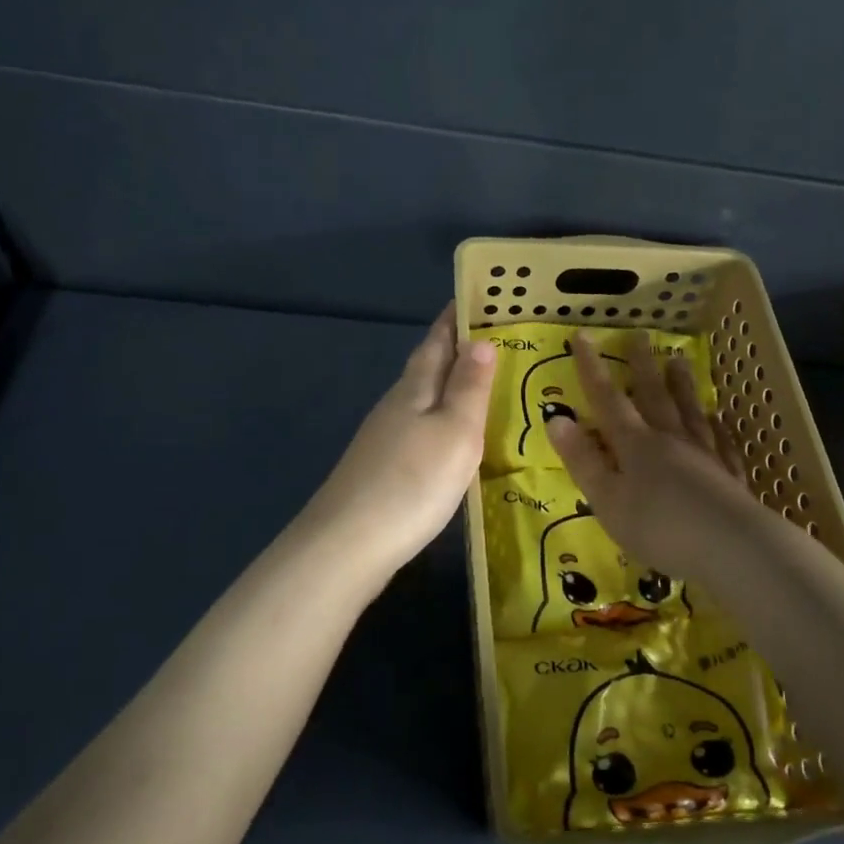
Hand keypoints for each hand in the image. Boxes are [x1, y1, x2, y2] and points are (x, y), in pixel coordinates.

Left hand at [304, 304, 495, 578]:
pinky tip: (452, 439)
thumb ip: (469, 387)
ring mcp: (384, 439)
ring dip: (449, 387)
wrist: (348, 545)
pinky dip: (440, 422)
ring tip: (483, 385)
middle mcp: (395, 405)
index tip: (478, 297)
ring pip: (421, 399)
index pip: (437, 340)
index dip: (456, 318)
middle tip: (495, 339)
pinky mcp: (382, 469)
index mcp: (414, 388)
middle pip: (427, 367)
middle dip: (456, 349)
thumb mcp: (455, 431)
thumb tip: (480, 340)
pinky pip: (418, 430)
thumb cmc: (412, 481)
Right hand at [545, 332, 762, 581]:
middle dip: (642, 365)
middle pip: (654, 395)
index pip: (607, 399)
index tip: (582, 336)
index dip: (592, 368)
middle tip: (640, 334)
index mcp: (635, 445)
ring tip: (678, 360)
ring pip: (689, 411)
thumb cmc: (659, 527)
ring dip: (681, 385)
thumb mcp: (607, 499)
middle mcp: (670, 440)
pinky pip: (722, 442)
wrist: (731, 547)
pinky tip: (719, 417)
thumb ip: (583, 459)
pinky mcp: (730, 475)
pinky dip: (718, 426)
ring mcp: (705, 454)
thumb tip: (556, 418)